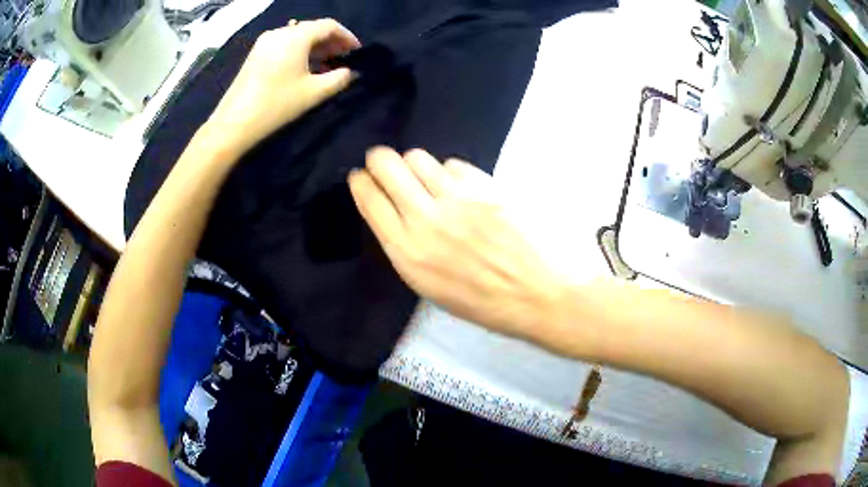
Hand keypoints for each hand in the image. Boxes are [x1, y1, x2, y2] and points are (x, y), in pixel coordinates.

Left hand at [206, 19, 359, 154]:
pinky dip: (300, 50)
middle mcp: (280, 32)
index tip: (357, 52)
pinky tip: (305, 66)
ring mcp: (265, 42)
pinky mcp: (256, 53)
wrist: (234, 123)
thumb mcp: (314, 93)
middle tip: (344, 58)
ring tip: (327, 63)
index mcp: (296, 37)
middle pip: (312, 28)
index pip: (329, 25)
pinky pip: (285, 43)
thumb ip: (339, 79)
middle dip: (331, 41)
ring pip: (298, 36)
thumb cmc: (277, 105)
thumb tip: (351, 72)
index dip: (347, 36)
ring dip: (316, 46)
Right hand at [348, 147, 571, 341]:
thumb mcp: (432, 286)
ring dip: (415, 164)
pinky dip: (450, 173)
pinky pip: (453, 164)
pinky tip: (462, 189)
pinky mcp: (485, 185)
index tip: (362, 177)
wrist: (540, 294)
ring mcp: (456, 197)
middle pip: (386, 165)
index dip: (361, 181)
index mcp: (406, 252)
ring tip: (426, 177)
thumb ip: (408, 246)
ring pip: (418, 157)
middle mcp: (424, 218)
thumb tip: (396, 212)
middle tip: (385, 163)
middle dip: (380, 159)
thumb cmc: (486, 302)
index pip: (368, 198)